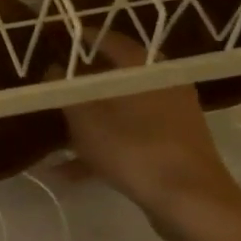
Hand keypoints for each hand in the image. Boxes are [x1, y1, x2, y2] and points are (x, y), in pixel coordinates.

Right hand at [59, 32, 240, 239]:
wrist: (190, 200)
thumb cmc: (133, 149)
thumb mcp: (85, 118)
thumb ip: (65, 91)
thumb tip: (53, 69)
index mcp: (143, 68)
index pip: (108, 40)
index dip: (80, 41)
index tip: (54, 45)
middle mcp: (161, 84)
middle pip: (112, 78)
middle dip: (79, 88)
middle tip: (50, 93)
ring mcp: (170, 117)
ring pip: (119, 111)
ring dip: (86, 124)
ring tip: (51, 139)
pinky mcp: (172, 147)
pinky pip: (129, 139)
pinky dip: (102, 149)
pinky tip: (68, 173)